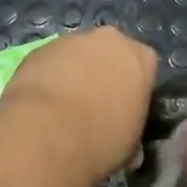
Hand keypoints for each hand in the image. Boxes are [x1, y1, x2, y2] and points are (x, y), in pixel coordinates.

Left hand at [0, 26, 159, 179]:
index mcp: (141, 59)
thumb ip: (132, 132)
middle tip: (95, 106)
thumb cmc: (101, 139)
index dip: (135, 89)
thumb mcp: (131, 145)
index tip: (126, 110)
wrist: (47, 132)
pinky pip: (51, 61)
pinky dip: (49, 77)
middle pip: (111, 52)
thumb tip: (128, 146)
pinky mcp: (40, 48)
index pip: (145, 67)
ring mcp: (72, 40)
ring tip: (62, 108)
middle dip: (105, 72)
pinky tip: (41, 105)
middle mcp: (110, 40)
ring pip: (78, 54)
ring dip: (74, 73)